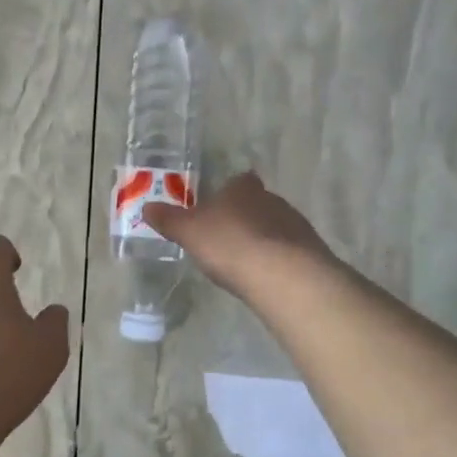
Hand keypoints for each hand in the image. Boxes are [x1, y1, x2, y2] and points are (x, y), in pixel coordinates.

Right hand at [143, 172, 335, 302]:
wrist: (282, 274)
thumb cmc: (229, 244)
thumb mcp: (189, 232)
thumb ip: (169, 219)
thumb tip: (147, 207)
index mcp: (242, 188)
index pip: (238, 181)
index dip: (228, 193)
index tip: (217, 210)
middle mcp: (271, 198)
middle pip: (256, 202)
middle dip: (244, 217)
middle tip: (226, 238)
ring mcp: (294, 223)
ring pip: (274, 225)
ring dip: (262, 238)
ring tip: (246, 261)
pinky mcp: (309, 249)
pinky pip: (288, 249)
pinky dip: (277, 257)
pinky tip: (265, 275)